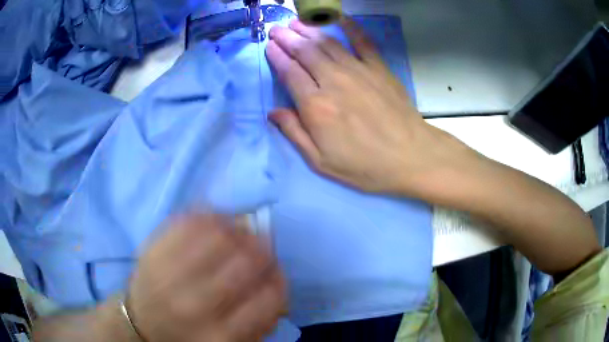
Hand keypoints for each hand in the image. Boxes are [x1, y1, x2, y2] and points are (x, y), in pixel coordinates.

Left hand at [126, 214, 285, 341]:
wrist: (143, 323)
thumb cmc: (192, 336)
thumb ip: (262, 321)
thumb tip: (278, 282)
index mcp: (221, 335)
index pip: (269, 298)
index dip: (279, 279)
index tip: (275, 273)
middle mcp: (195, 306)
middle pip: (245, 261)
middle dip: (262, 250)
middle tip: (261, 248)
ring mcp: (169, 275)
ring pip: (218, 235)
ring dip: (238, 230)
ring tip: (239, 235)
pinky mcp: (152, 251)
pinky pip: (188, 221)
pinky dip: (210, 216)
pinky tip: (215, 224)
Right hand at [266, 19, 471, 194]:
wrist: (410, 157)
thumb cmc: (364, 165)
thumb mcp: (321, 161)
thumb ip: (295, 133)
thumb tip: (272, 112)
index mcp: (315, 105)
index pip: (289, 72)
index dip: (276, 56)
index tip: (269, 46)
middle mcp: (333, 81)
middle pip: (304, 52)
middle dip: (287, 37)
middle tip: (277, 29)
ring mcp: (358, 70)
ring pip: (327, 43)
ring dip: (309, 30)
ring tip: (296, 22)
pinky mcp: (379, 68)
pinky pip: (362, 41)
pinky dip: (350, 27)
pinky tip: (340, 17)